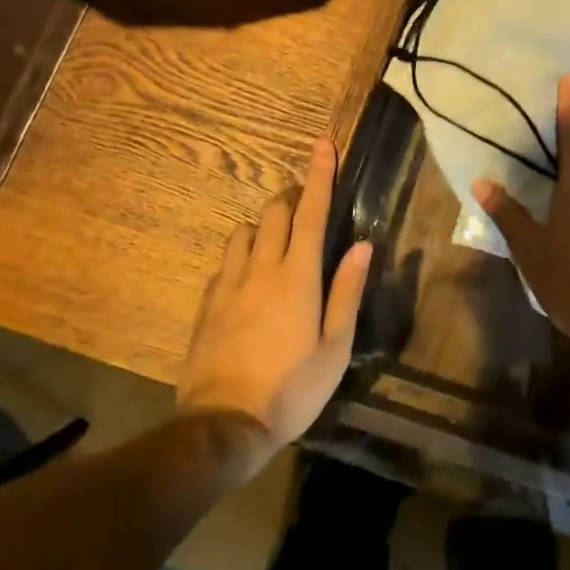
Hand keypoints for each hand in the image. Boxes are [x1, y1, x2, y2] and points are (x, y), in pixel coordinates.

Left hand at [175, 138, 371, 467]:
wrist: (223, 426)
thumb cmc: (292, 388)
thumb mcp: (335, 346)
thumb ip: (347, 291)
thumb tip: (361, 245)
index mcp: (298, 276)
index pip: (311, 212)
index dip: (319, 176)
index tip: (323, 144)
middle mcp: (261, 268)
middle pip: (274, 212)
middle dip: (291, 197)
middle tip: (306, 205)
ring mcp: (229, 284)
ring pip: (244, 231)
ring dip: (264, 225)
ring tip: (278, 242)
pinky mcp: (207, 304)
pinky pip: (225, 262)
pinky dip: (242, 255)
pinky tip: (249, 277)